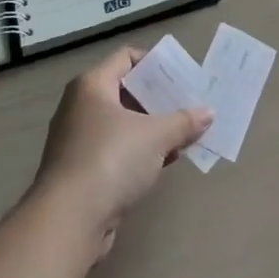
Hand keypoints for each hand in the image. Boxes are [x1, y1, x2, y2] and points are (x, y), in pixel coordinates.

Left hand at [31, 46, 212, 258]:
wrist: (69, 220)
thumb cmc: (111, 160)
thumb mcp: (156, 136)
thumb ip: (184, 121)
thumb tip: (209, 113)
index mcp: (92, 85)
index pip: (127, 57)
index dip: (156, 63)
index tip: (183, 76)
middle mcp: (81, 106)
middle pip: (126, 91)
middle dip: (160, 99)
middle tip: (189, 105)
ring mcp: (78, 139)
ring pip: (123, 123)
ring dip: (153, 128)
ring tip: (184, 134)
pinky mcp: (82, 170)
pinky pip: (117, 149)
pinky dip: (140, 151)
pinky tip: (165, 161)